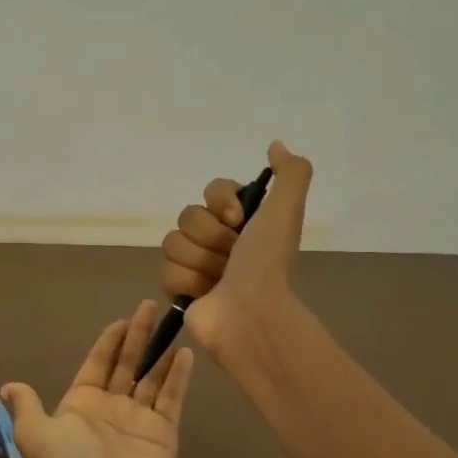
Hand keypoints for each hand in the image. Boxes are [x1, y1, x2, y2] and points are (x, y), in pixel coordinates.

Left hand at [0, 301, 194, 457]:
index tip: (120, 321)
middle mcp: (111, 408)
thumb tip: (7, 388)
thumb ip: (27, 405)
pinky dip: (178, 377)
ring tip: (174, 324)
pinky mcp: (163, 433)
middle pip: (127, 364)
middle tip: (149, 307)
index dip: (108, 343)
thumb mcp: (34, 431)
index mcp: (81, 404)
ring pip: (152, 378)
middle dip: (137, 337)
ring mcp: (139, 420)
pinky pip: (172, 398)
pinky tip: (185, 354)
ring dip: (161, 353)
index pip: (97, 365)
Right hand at [159, 139, 312, 357]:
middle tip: (231, 256)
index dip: (221, 202)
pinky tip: (204, 294)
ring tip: (219, 280)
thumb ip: (291, 172)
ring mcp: (198, 266)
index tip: (238, 220)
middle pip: (188, 216)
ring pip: (173, 242)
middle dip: (210, 236)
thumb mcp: (286, 210)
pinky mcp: (180, 290)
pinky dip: (186, 282)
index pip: (212, 190)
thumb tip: (276, 144)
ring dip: (199, 261)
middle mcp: (220, 240)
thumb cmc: (267, 262)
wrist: (250, 313)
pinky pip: (165, 271)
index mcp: (243, 221)